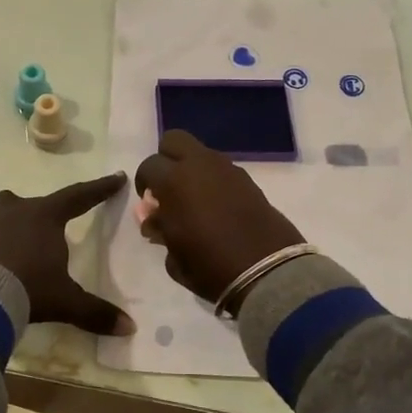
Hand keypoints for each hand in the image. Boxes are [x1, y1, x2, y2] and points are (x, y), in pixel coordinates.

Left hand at [0, 173, 134, 334]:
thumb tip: (130, 327)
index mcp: (42, 217)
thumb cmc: (25, 290)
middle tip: (34, 245)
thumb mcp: (64, 302)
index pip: (78, 197)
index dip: (99, 189)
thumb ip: (95, 312)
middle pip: (27, 208)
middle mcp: (9, 208)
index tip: (116, 177)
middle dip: (32, 222)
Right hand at [133, 131, 303, 305]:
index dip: (144, 183)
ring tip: (194, 201)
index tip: (149, 203)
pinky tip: (216, 207)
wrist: (267, 271)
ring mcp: (227, 169)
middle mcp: (200, 165)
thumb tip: (155, 218)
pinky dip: (213, 180)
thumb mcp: (173, 256)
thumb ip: (160, 229)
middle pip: (174, 140)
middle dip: (166, 159)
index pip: (148, 166)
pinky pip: (221, 169)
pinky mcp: (248, 180)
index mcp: (174, 181)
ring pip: (200, 153)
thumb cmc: (210, 266)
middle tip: (168, 187)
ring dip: (192, 169)